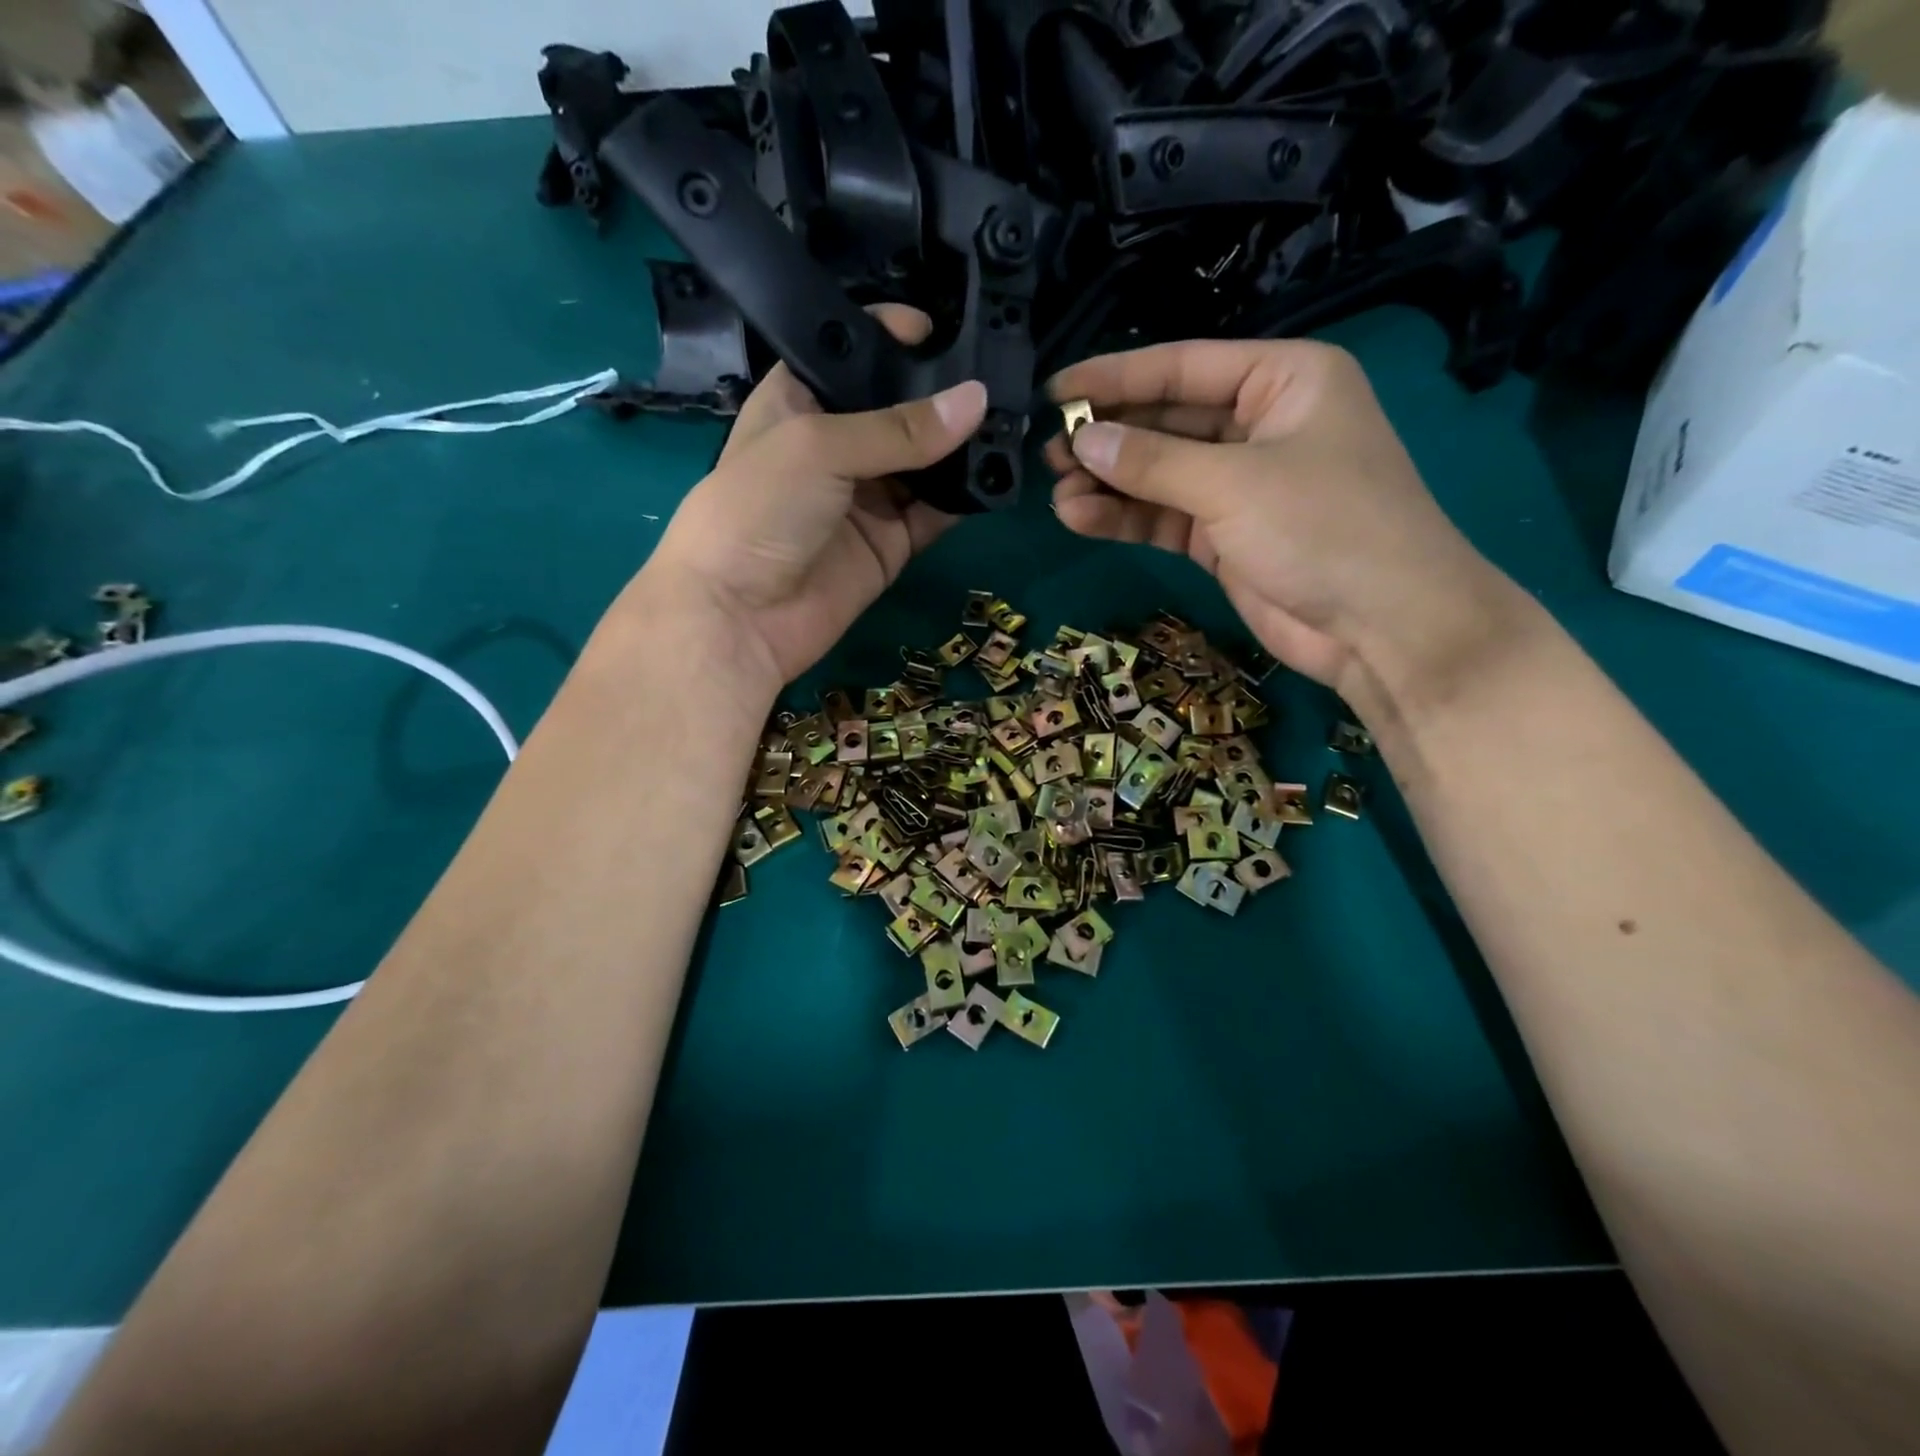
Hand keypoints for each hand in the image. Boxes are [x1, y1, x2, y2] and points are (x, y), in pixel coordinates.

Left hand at [633, 306, 987, 694]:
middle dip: (944, 396)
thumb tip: (976, 401)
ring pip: (926, 464)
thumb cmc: (758, 509)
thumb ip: (899, 428)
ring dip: (963, 448)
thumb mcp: (820, 447)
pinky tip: (998, 476)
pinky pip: (936, 514)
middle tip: (1002, 377)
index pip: (855, 357)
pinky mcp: (891, 544)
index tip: (948, 329)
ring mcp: (867, 497)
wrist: (739, 616)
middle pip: (900, 410)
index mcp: (801, 401)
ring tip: (1011, 422)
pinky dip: (965, 499)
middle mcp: (838, 445)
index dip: (895, 338)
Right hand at [1045, 339, 1523, 710]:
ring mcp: (1241, 485)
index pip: (1183, 368)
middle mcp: (1259, 425)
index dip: (1115, 378)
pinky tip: (1079, 518)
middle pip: (1167, 422)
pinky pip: (1165, 517)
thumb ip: (1153, 462)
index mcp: (1282, 380)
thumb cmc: (1323, 527)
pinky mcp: (1224, 536)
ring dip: (1110, 484)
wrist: (1382, 627)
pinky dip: (1127, 518)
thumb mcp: (1234, 483)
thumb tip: (1083, 441)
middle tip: (1049, 452)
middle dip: (1109, 439)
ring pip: (1160, 475)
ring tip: (1057, 493)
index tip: (1055, 390)